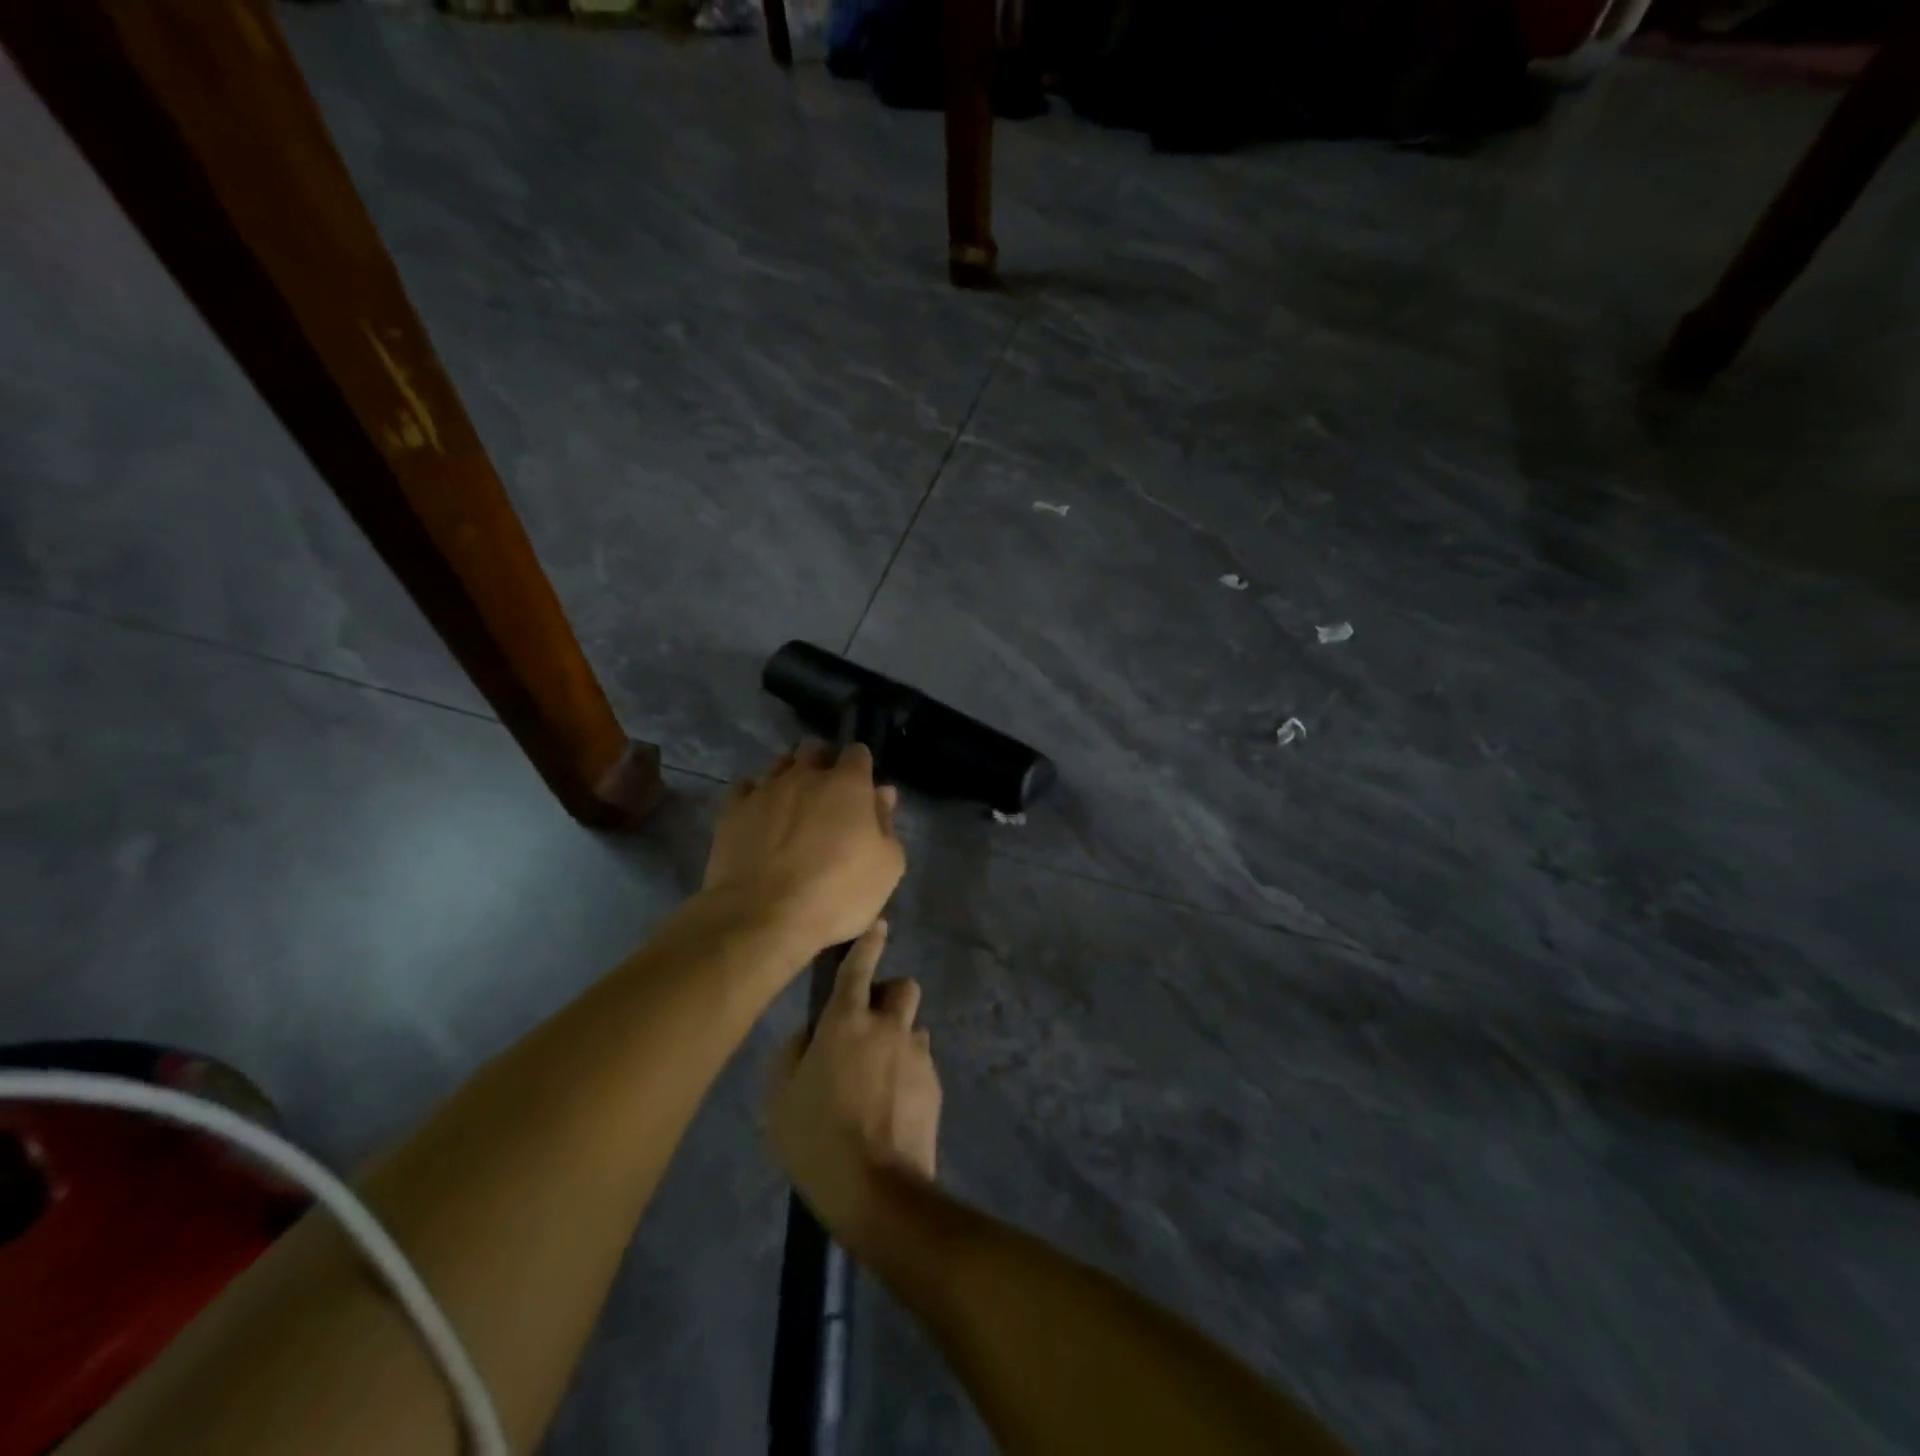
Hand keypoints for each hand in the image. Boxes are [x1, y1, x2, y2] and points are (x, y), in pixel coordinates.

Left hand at [703, 741, 905, 960]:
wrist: (764, 917)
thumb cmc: (837, 893)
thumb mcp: (886, 867)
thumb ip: (886, 824)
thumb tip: (882, 794)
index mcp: (848, 784)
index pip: (857, 753)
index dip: (861, 767)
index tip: (862, 788)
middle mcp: (805, 776)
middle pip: (814, 749)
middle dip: (822, 761)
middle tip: (827, 792)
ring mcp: (765, 790)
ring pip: (779, 764)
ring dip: (789, 774)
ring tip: (793, 801)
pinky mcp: (733, 810)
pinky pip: (745, 788)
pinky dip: (755, 795)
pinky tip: (759, 813)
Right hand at [766, 921, 941, 1244]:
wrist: (874, 1189)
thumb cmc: (816, 1138)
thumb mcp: (781, 1096)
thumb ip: (794, 1053)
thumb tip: (811, 1034)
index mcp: (847, 1021)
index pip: (860, 967)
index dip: (869, 943)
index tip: (879, 928)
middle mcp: (888, 1026)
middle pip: (903, 987)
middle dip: (889, 995)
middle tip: (869, 1025)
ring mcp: (916, 1054)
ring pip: (913, 1029)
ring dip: (898, 1040)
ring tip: (877, 1080)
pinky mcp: (934, 1084)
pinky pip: (920, 1063)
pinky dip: (907, 1074)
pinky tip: (891, 1109)